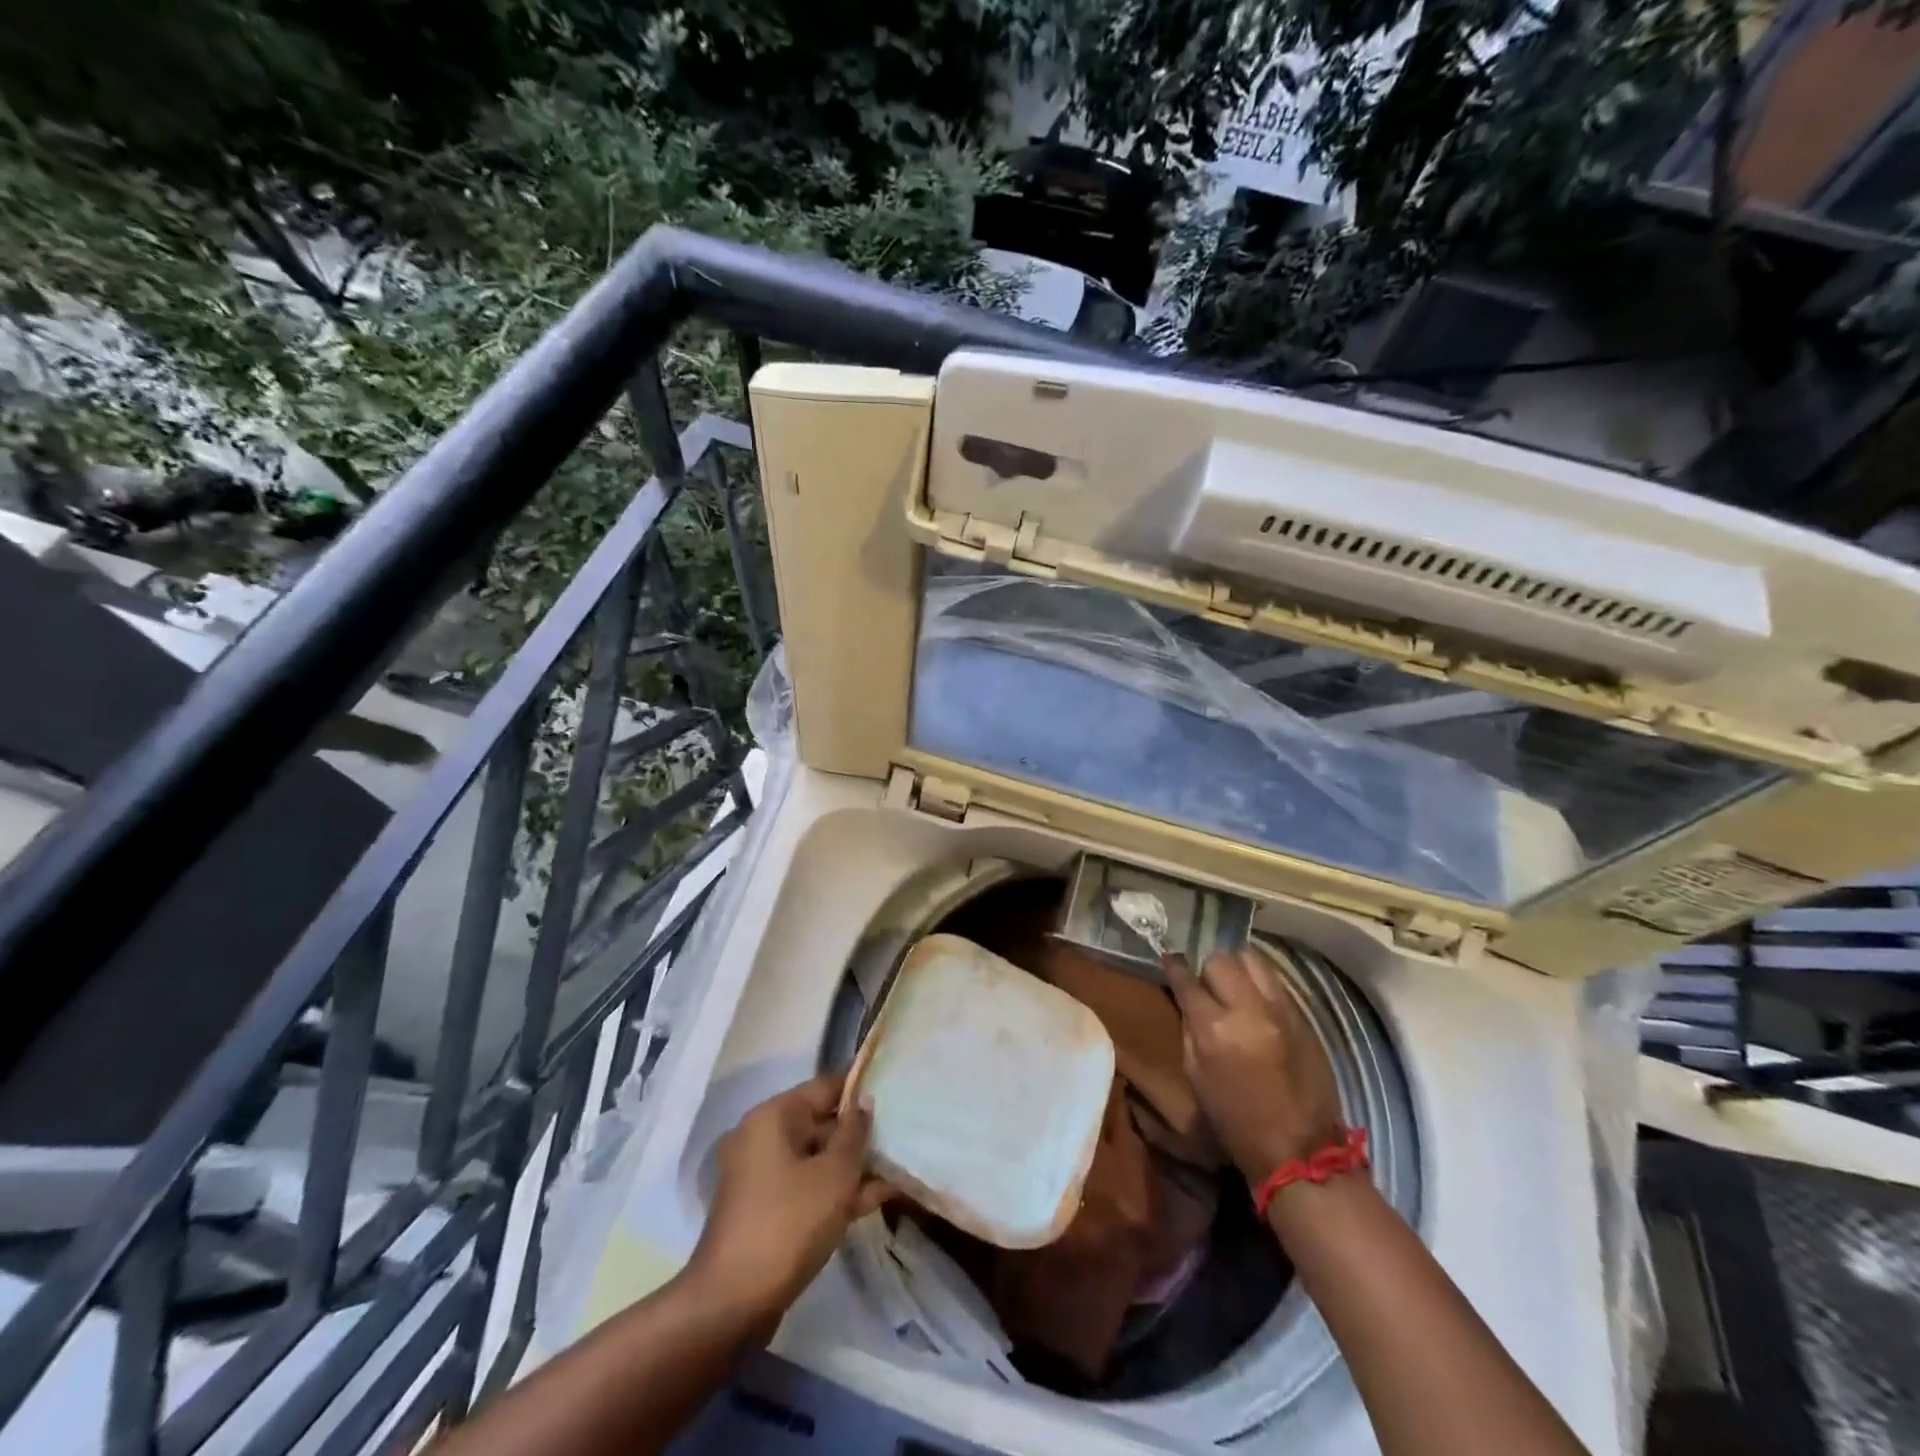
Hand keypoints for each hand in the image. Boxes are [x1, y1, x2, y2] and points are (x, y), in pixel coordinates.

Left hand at [689, 1073, 893, 1323]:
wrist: (732, 1304)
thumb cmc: (788, 1224)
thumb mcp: (835, 1175)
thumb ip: (854, 1132)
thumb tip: (863, 1100)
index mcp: (773, 1117)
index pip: (825, 1087)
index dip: (860, 1087)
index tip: (894, 1089)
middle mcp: (762, 1137)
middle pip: (820, 1122)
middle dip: (860, 1133)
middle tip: (901, 1134)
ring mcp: (760, 1175)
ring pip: (816, 1158)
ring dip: (852, 1166)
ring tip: (898, 1169)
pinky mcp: (764, 1209)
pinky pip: (806, 1185)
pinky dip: (834, 1190)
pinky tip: (874, 1199)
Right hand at [1165, 947, 1343, 1186]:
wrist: (1300, 1150)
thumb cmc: (1235, 1120)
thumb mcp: (1196, 1074)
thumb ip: (1191, 1028)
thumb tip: (1189, 998)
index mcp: (1215, 1029)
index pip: (1187, 979)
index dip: (1175, 966)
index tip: (1170, 959)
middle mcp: (1249, 1009)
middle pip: (1222, 959)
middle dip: (1209, 967)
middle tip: (1207, 983)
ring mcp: (1281, 1009)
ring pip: (1252, 958)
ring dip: (1237, 967)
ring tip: (1234, 985)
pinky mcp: (1304, 1015)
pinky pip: (1275, 980)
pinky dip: (1260, 982)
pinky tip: (1256, 1000)